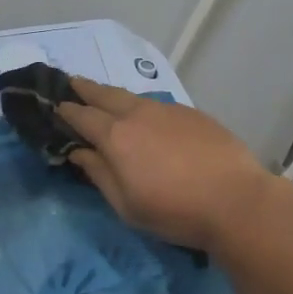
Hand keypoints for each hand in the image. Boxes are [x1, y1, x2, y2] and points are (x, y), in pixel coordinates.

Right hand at [59, 76, 278, 253]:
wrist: (236, 200)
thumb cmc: (175, 211)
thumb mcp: (127, 205)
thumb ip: (100, 174)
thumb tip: (80, 152)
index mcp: (116, 137)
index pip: (83, 116)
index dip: (67, 110)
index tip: (56, 106)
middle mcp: (139, 114)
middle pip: (106, 95)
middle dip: (86, 88)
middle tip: (72, 82)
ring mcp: (168, 110)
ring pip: (133, 96)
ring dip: (114, 95)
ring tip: (106, 97)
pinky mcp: (193, 114)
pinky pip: (158, 105)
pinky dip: (143, 106)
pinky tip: (147, 117)